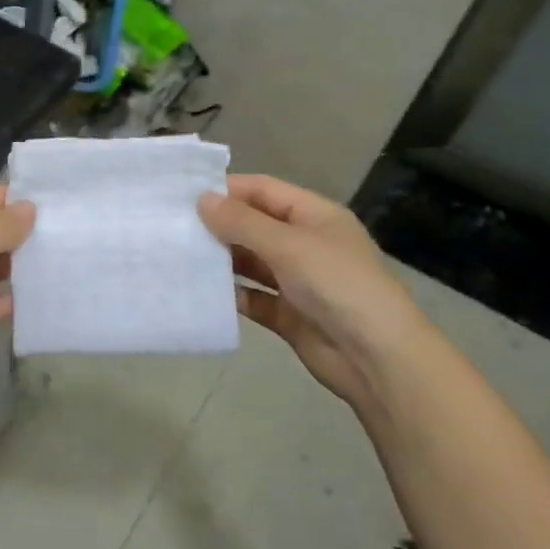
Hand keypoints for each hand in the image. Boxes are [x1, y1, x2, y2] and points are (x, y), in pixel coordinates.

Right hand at [199, 175, 428, 405]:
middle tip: (172, 226)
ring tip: (179, 256)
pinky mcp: (288, 314)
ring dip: (221, 260)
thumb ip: (242, 223)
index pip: (263, 190)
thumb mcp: (289, 245)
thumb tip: (202, 200)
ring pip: (250, 262)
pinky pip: (252, 297)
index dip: (227, 189)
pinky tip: (200, 291)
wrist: (377, 358)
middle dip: (218, 225)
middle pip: (254, 225)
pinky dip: (231, 294)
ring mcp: (297, 280)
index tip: (184, 195)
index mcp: (314, 215)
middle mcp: (305, 243)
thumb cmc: (338, 285)